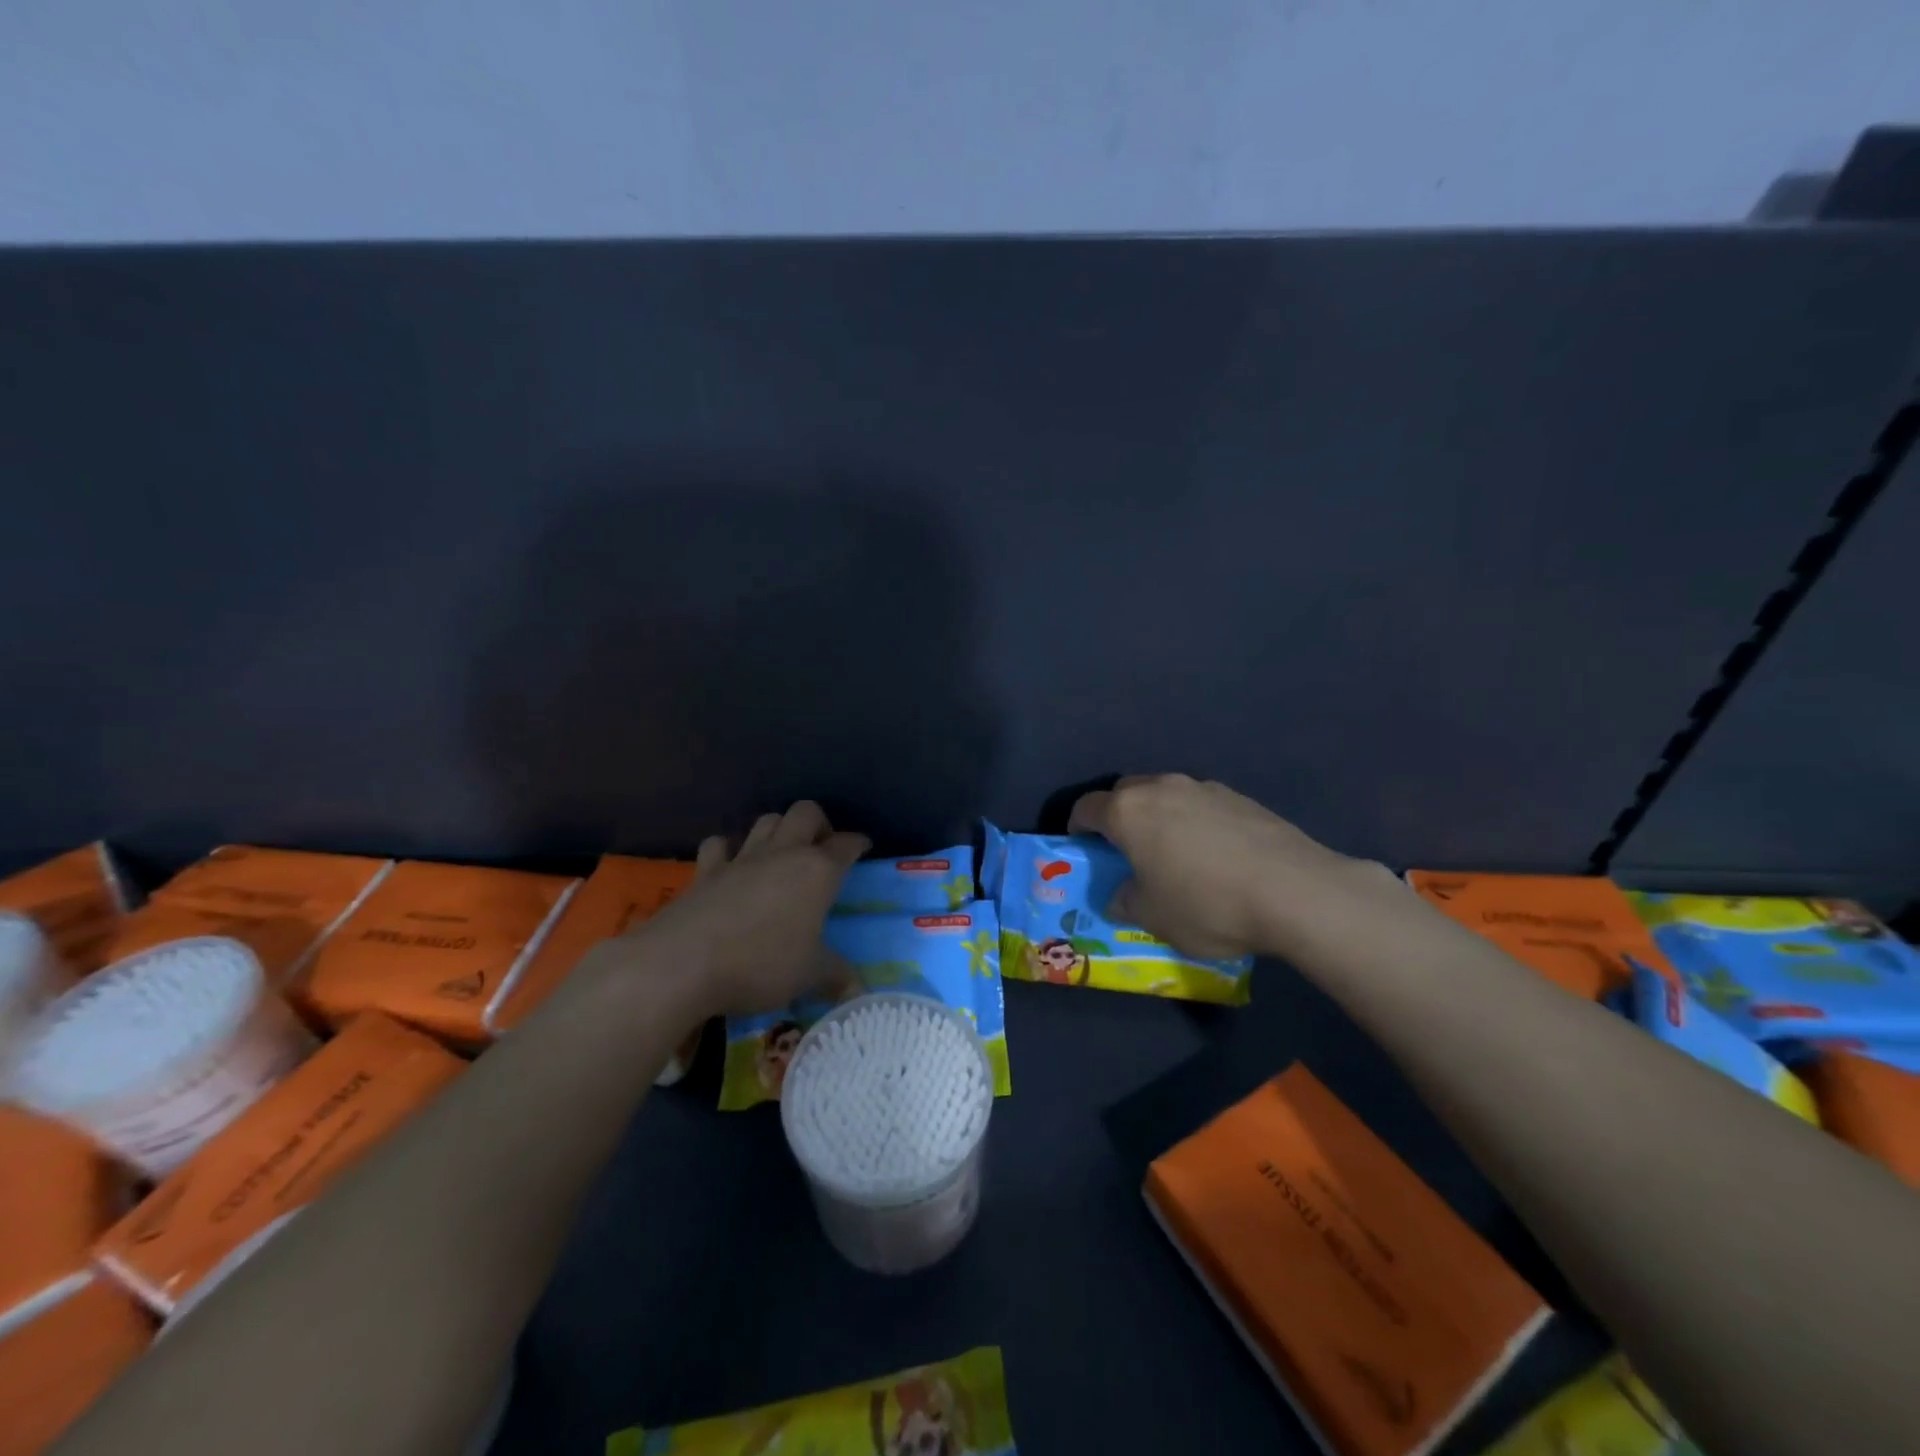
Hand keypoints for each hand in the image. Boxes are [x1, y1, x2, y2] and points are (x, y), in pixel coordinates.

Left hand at [626, 801, 868, 1016]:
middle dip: (819, 824)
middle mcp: (783, 854)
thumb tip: (859, 991)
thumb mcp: (808, 976)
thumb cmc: (760, 965)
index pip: (846, 845)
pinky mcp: (706, 871)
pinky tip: (730, 864)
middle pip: (805, 813)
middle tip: (822, 848)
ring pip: (766, 820)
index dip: (858, 843)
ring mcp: (741, 858)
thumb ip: (836, 976)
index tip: (864, 847)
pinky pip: (719, 845)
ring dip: (778, 829)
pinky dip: (728, 849)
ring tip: (782, 852)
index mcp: (818, 872)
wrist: (682, 963)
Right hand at [1068, 774, 1355, 959]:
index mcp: (1128, 811)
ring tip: (1174, 854)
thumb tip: (1122, 895)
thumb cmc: (1206, 904)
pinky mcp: (1240, 797)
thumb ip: (1125, 901)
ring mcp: (1204, 787)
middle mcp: (1161, 787)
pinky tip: (1214, 855)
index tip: (1083, 849)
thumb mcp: (1153, 917)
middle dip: (1118, 818)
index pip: (1086, 808)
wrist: (1294, 891)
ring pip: (1165, 795)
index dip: (1078, 828)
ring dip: (1159, 817)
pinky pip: (1200, 804)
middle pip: (1125, 793)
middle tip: (1127, 852)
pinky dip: (1194, 822)